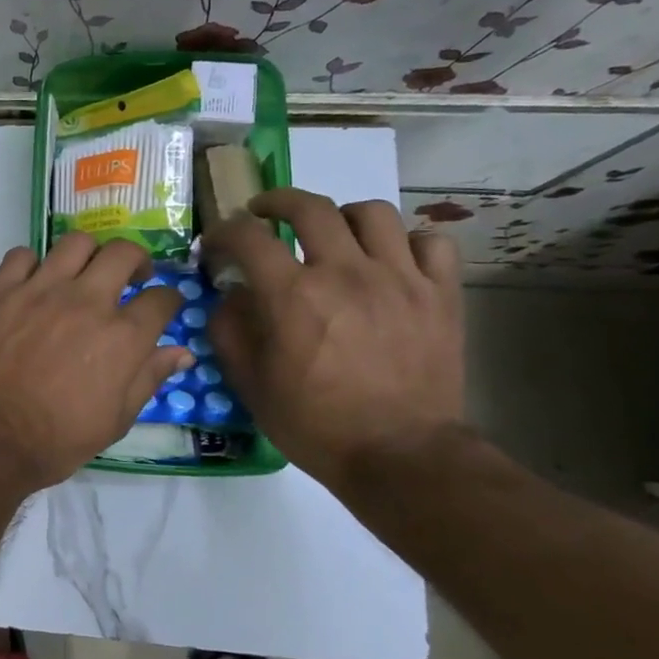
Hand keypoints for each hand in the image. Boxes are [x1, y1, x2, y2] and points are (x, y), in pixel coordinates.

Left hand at [0, 234, 194, 492]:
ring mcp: (39, 291)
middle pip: (123, 253)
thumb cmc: (56, 440)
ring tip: (83, 273)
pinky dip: (33, 264)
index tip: (162, 306)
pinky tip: (33, 283)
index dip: (169, 300)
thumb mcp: (115, 420)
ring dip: (88, 255)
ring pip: (75, 243)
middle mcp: (85, 302)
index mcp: (122, 337)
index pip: (162, 299)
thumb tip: (181, 352)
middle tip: (130, 277)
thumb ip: (149, 378)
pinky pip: (21, 256)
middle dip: (136, 260)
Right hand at [204, 189, 464, 489]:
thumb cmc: (314, 423)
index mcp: (293, 296)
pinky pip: (429, 243)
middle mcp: (346, 273)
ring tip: (332, 234)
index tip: (217, 244)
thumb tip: (230, 295)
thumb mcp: (250, 383)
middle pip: (310, 207)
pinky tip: (390, 262)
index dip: (225, 232)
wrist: (400, 455)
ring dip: (342, 216)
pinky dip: (406, 243)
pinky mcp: (441, 295)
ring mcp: (400, 279)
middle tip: (264, 214)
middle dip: (276, 202)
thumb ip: (229, 329)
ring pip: (372, 213)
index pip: (248, 236)